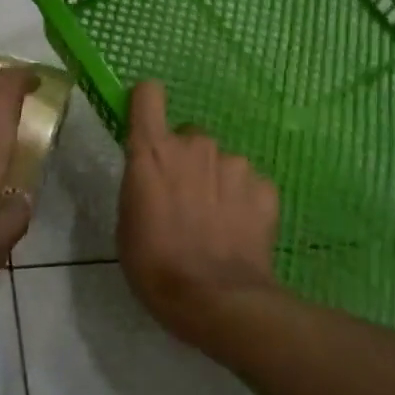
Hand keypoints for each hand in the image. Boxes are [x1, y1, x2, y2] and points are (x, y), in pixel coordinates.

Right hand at [118, 80, 281, 348]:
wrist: (215, 299)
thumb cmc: (154, 265)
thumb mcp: (128, 222)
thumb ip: (142, 184)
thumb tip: (155, 177)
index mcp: (153, 152)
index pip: (149, 95)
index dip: (147, 105)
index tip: (147, 124)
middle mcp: (196, 146)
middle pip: (189, 137)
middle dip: (186, 160)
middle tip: (183, 200)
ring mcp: (235, 164)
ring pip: (222, 162)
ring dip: (216, 182)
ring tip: (214, 224)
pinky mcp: (266, 187)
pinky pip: (249, 185)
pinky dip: (244, 202)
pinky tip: (238, 232)